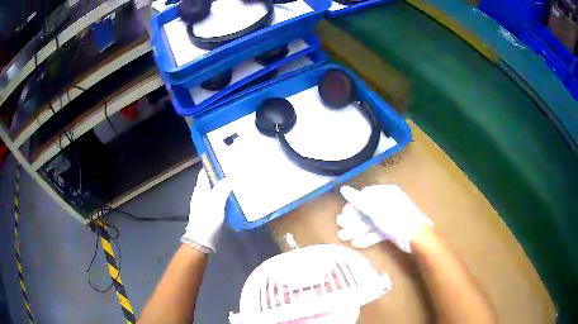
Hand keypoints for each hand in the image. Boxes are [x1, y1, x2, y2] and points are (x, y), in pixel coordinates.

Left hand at [181, 168, 232, 252]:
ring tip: (240, 182)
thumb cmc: (207, 219)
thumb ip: (223, 188)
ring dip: (226, 187)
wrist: (203, 240)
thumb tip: (230, 177)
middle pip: (212, 181)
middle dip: (222, 175)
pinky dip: (227, 198)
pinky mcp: (212, 213)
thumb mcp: (216, 202)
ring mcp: (207, 204)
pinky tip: (237, 198)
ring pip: (217, 191)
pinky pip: (220, 201)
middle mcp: (202, 194)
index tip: (226, 159)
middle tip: (237, 171)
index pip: (205, 172)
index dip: (213, 165)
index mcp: (200, 189)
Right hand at [337, 185, 432, 252]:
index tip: (344, 213)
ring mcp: (390, 218)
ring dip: (357, 230)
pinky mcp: (392, 230)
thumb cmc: (395, 218)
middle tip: (340, 226)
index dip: (354, 204)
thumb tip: (343, 189)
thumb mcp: (375, 209)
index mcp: (386, 194)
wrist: (416, 237)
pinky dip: (367, 237)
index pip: (366, 195)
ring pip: (370, 223)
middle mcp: (388, 204)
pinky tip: (356, 244)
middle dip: (353, 220)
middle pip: (367, 210)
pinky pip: (377, 232)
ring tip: (343, 237)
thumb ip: (359, 200)